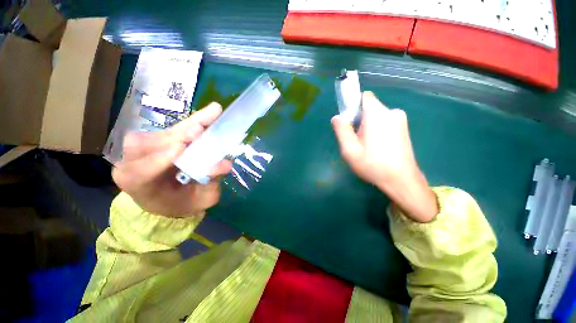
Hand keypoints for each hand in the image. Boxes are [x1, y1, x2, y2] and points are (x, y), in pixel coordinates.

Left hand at [112, 103, 232, 217]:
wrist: (171, 199)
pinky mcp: (156, 139)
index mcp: (138, 186)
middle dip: (178, 135)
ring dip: (187, 124)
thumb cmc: (185, 203)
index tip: (182, 148)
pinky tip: (207, 118)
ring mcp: (142, 149)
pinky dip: (190, 122)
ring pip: (160, 132)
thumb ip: (211, 183)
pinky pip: (171, 128)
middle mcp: (132, 163)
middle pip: (147, 144)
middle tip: (201, 127)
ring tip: (211, 115)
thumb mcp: (201, 199)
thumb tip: (226, 164)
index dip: (159, 158)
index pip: (141, 171)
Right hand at [331, 92, 437, 222]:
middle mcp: (391, 112)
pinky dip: (377, 130)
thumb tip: (337, 117)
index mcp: (377, 114)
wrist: (401, 180)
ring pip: (376, 116)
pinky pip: (385, 123)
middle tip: (355, 140)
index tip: (348, 121)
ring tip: (366, 146)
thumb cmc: (372, 165)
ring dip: (368, 127)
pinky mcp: (404, 128)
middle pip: (369, 108)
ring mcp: (400, 120)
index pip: (364, 97)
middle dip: (359, 120)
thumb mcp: (349, 150)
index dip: (353, 105)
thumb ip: (341, 130)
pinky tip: (377, 147)